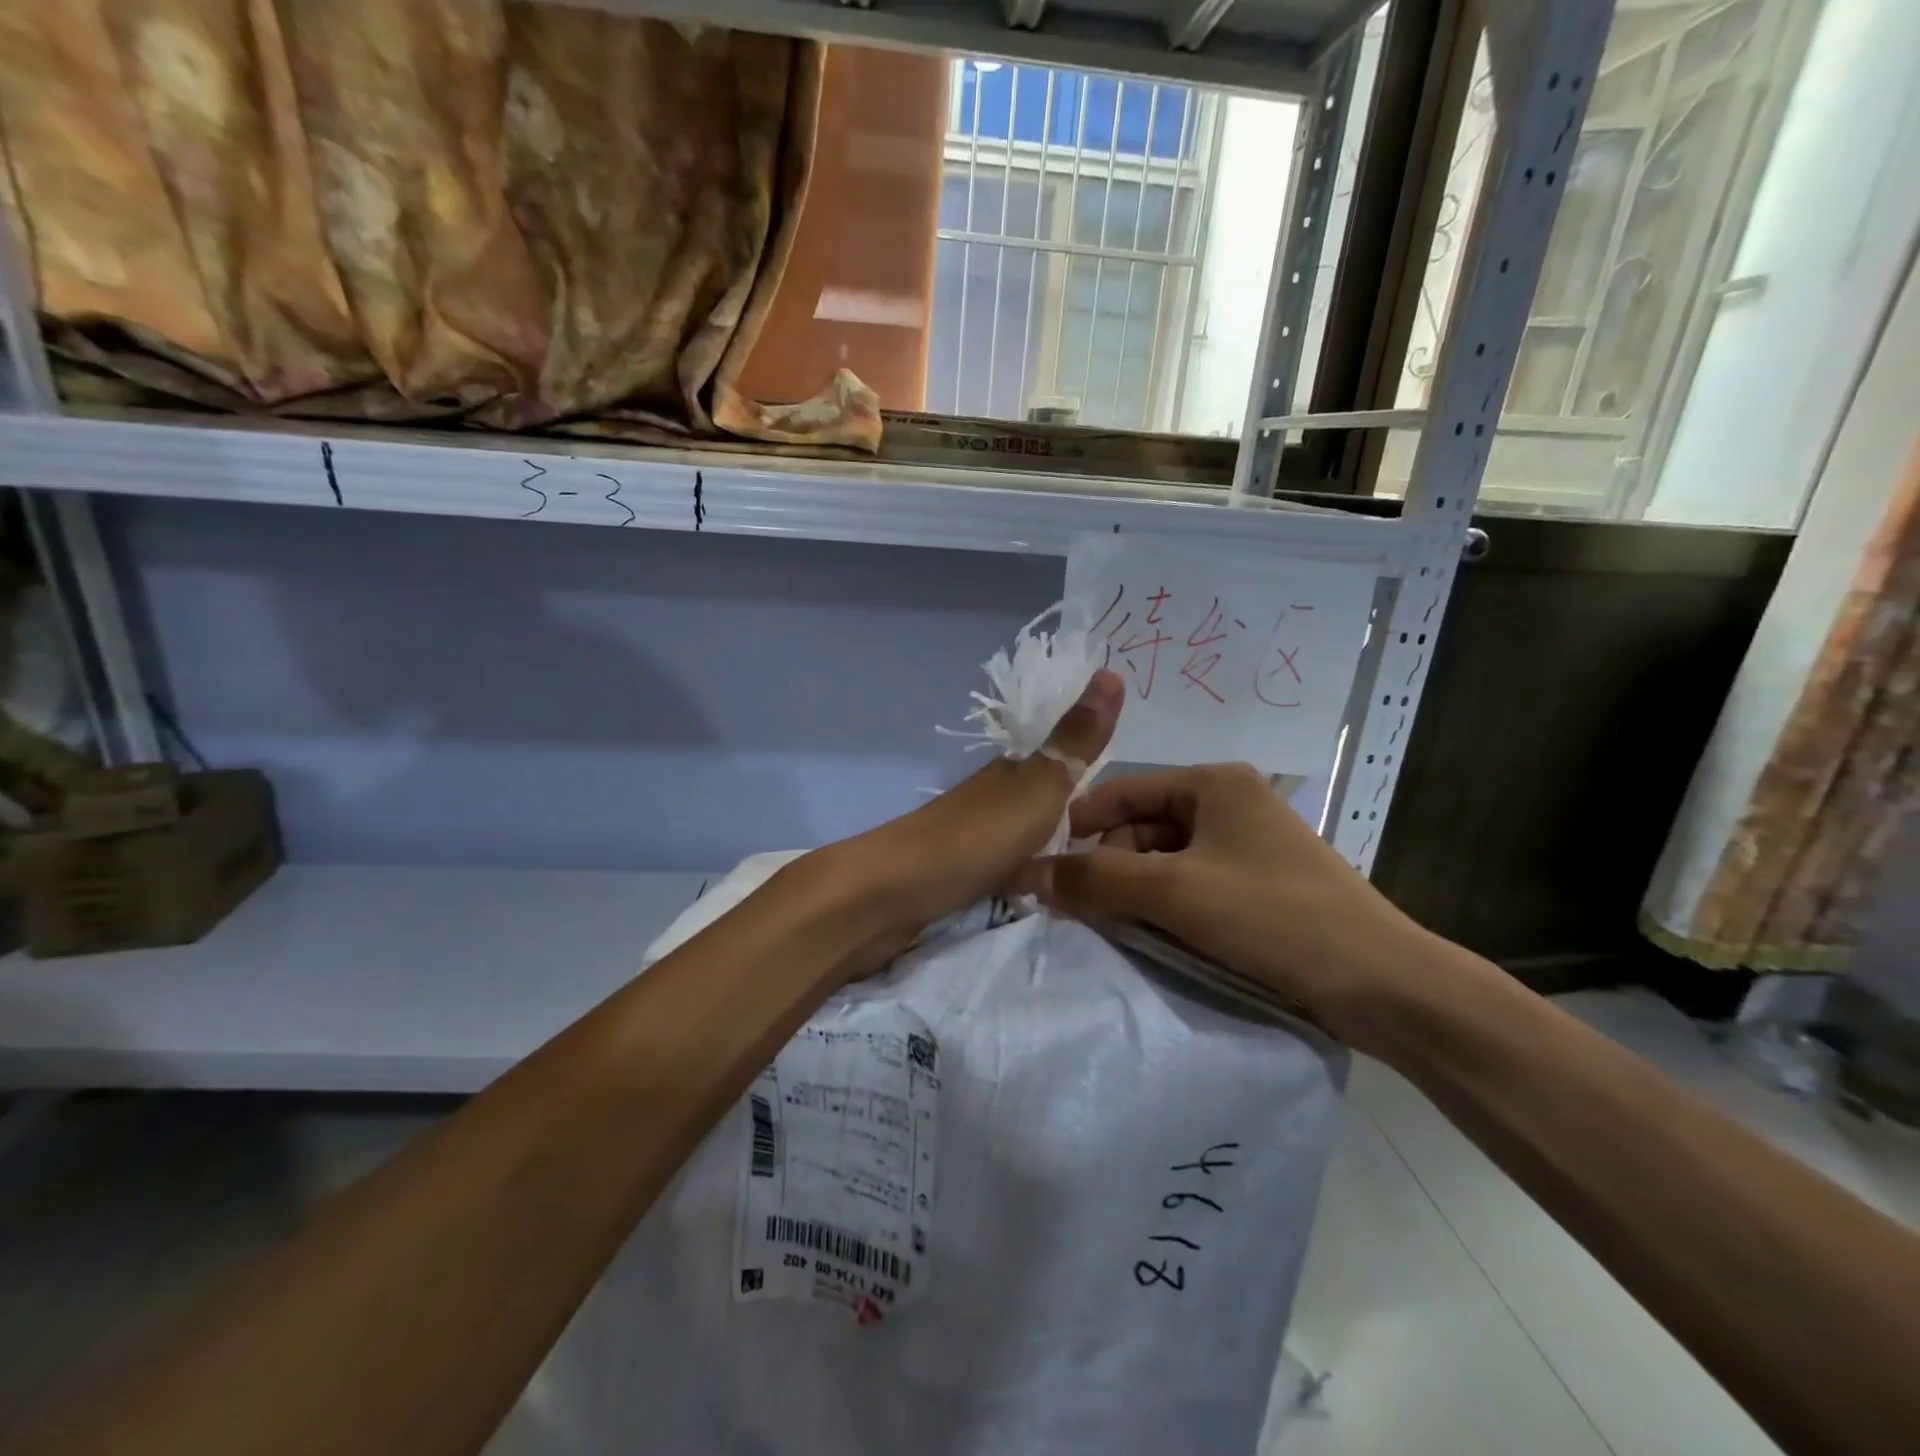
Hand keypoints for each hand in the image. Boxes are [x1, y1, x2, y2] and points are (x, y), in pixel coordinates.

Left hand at [819, 668, 1124, 957]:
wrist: (894, 891)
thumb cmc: (974, 837)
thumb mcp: (1038, 786)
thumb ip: (1075, 741)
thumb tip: (1112, 670)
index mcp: (1012, 772)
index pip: (1062, 763)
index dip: (1093, 774)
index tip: (1134, 807)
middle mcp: (992, 798)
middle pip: (1044, 802)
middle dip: (1078, 819)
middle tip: (1124, 851)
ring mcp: (973, 837)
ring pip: (1026, 837)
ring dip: (1053, 849)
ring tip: (1095, 876)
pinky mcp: (959, 875)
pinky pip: (1009, 868)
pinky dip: (1029, 875)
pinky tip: (1046, 893)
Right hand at [1017, 763, 1437, 1051]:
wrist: (1383, 984)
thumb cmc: (1273, 915)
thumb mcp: (1174, 892)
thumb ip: (1096, 879)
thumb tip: (1027, 871)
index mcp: (1213, 783)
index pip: (1123, 791)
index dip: (1080, 825)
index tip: (1044, 866)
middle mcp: (1230, 804)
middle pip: (1142, 827)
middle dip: (1111, 866)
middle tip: (1087, 911)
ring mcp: (1247, 848)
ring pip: (1165, 862)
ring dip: (1137, 893)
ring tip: (1120, 930)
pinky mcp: (1259, 888)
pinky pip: (1193, 888)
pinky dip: (1168, 909)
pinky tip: (1157, 939)